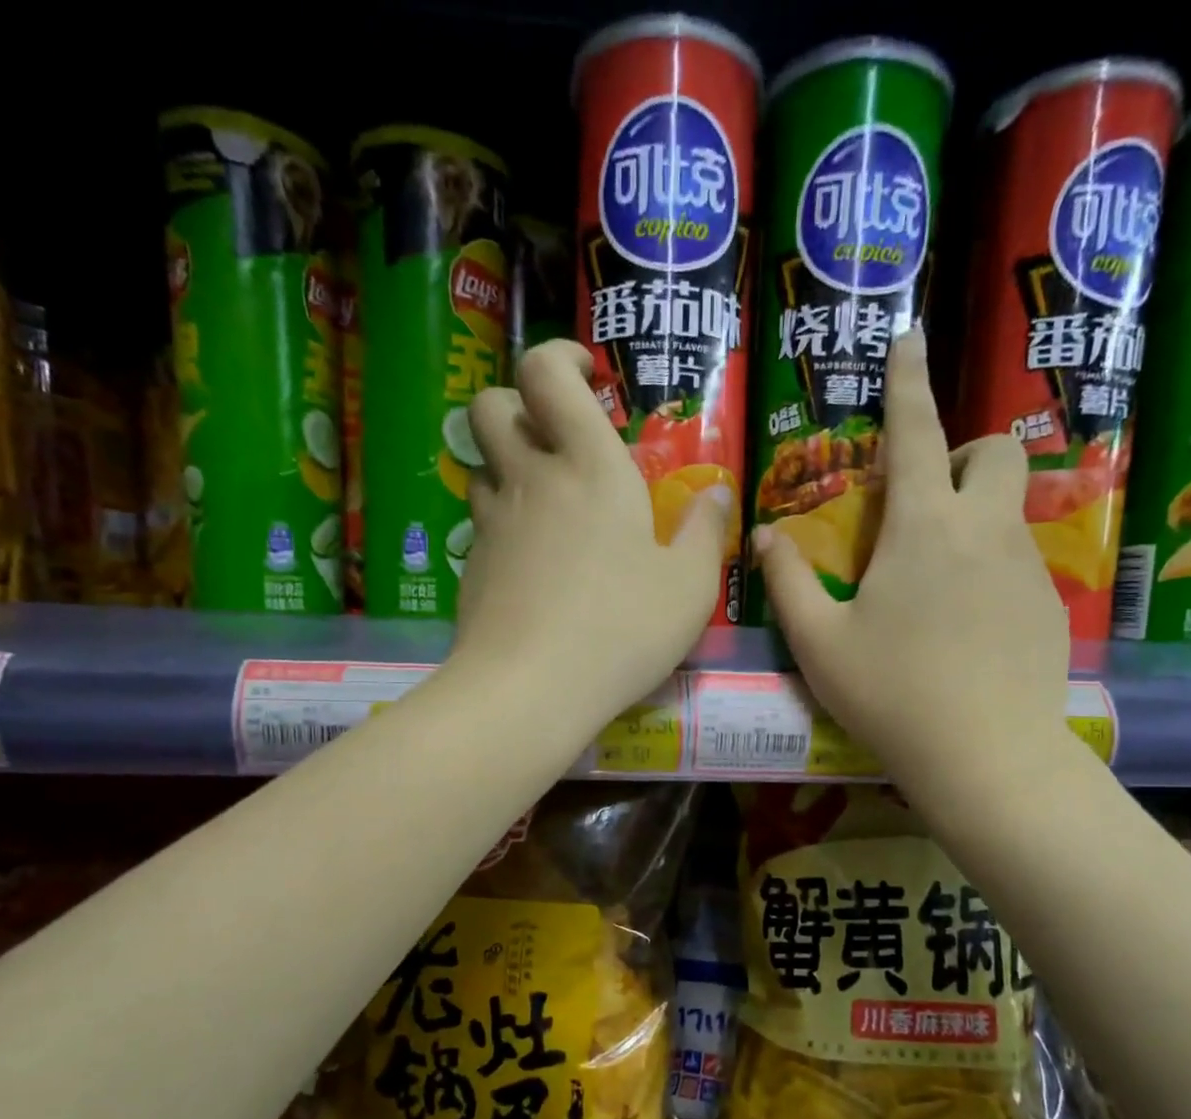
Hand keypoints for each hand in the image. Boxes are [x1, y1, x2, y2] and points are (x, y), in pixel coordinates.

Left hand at [453, 340, 732, 731]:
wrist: (529, 689)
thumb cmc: (621, 629)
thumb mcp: (689, 587)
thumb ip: (706, 532)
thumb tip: (717, 494)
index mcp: (589, 466)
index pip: (546, 372)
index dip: (560, 356)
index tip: (589, 375)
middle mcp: (532, 480)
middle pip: (492, 405)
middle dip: (518, 404)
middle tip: (559, 439)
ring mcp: (493, 523)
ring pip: (482, 465)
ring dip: (510, 466)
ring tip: (550, 504)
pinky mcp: (473, 566)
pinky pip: (483, 522)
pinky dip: (506, 523)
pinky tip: (536, 564)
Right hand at [752, 328, 1070, 784]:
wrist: (985, 756)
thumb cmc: (891, 693)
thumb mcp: (819, 642)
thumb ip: (788, 581)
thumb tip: (764, 535)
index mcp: (923, 528)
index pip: (916, 433)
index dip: (908, 382)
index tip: (909, 338)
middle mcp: (984, 531)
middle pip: (996, 451)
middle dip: (965, 453)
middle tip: (924, 500)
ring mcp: (1026, 567)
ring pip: (1009, 510)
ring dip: (973, 516)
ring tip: (933, 580)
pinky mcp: (1050, 606)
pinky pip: (1019, 562)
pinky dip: (989, 567)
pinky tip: (964, 626)